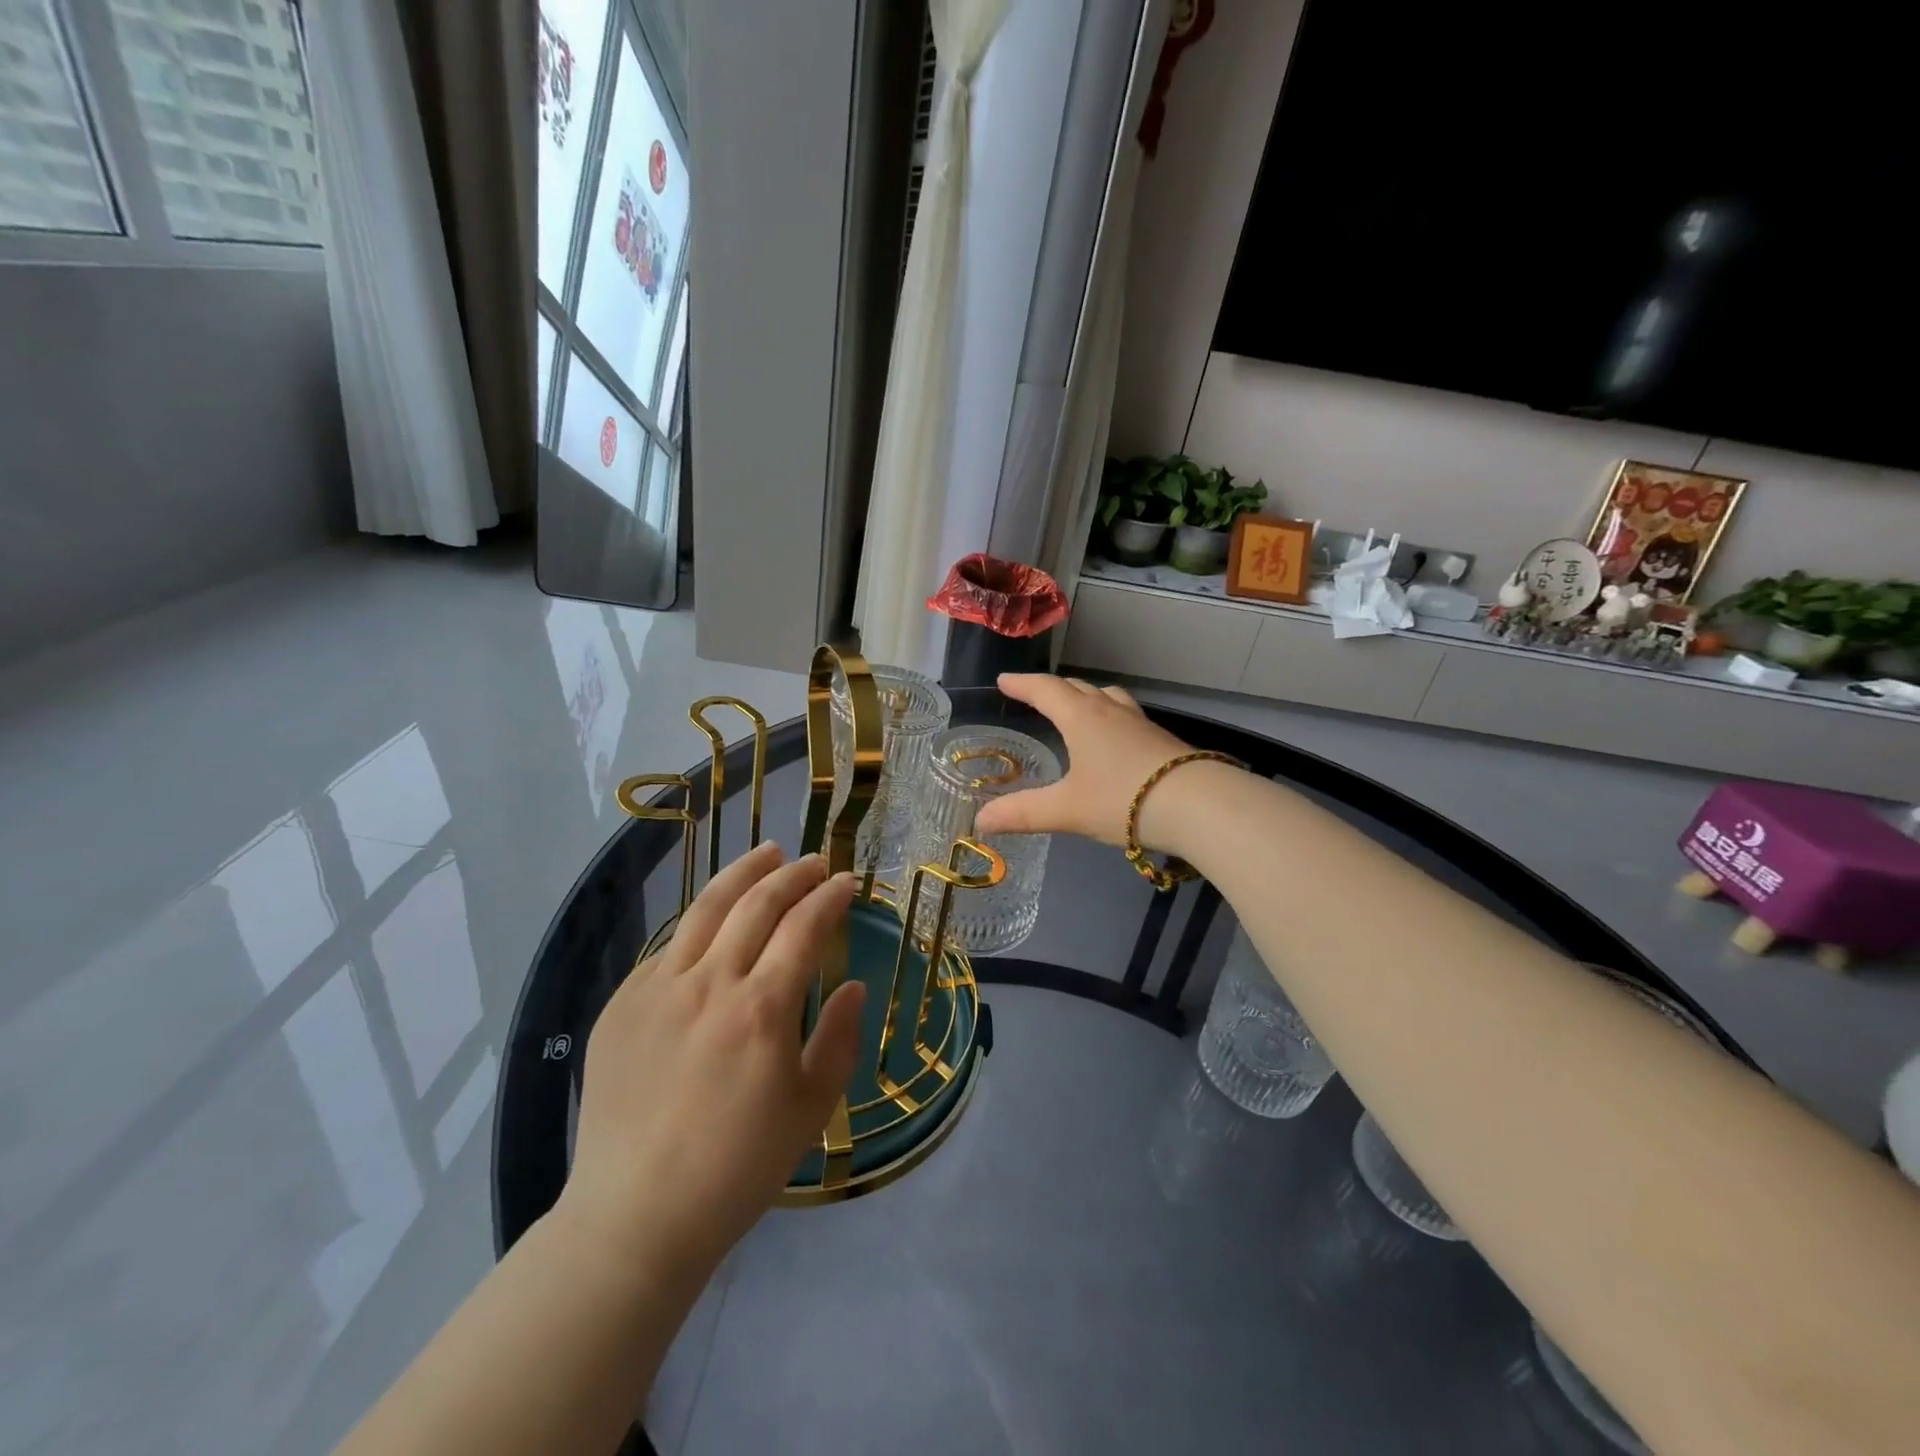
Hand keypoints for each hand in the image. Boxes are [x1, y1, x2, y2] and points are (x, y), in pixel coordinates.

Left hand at [558, 842, 864, 1282]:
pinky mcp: (621, 1004)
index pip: (803, 927)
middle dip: (792, 874)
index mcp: (761, 1009)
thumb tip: (854, 984)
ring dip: (743, 874)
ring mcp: (657, 989)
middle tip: (814, 861)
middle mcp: (709, 984)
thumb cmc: (738, 1167)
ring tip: (767, 853)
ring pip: (705, 909)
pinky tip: (714, 922)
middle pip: (756, 904)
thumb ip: (840, 1038)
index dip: (829, 896)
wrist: (635, 1215)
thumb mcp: (811, 1109)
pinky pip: (668, 947)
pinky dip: (700, 923)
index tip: (847, 882)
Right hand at [973, 674, 1200, 848]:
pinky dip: (1110, 715)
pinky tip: (1115, 738)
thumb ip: (1023, 814)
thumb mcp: (1067, 810)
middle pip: (1077, 688)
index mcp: (1082, 718)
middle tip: (1034, 693)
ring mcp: (1140, 723)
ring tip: (1077, 705)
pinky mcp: (1161, 740)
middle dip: (1052, 688)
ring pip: (1108, 697)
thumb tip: (980, 821)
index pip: (1045, 690)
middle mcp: (1110, 712)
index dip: (1022, 684)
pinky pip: (1127, 715)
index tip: (1003, 681)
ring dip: (1086, 696)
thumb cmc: (1124, 799)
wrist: (1198, 805)